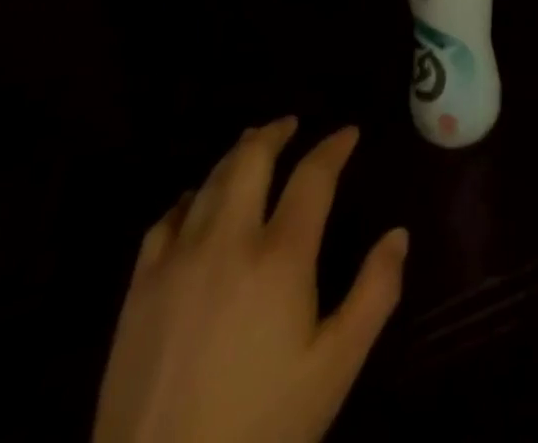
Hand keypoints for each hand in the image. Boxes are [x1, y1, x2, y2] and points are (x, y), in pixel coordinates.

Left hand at [93, 118, 408, 442]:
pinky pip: (165, 221)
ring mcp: (177, 261)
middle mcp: (228, 241)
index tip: (348, 133)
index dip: (334, 147)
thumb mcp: (334, 369)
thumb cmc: (260, 427)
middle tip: (291, 124)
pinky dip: (188, 198)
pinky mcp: (139, 289)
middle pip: (251, 160)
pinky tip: (195, 201)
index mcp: (280, 257)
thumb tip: (399, 234)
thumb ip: (375, 294)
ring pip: (209, 181)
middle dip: (275, 133)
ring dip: (235, 156)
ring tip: (251, 146)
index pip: (313, 176)